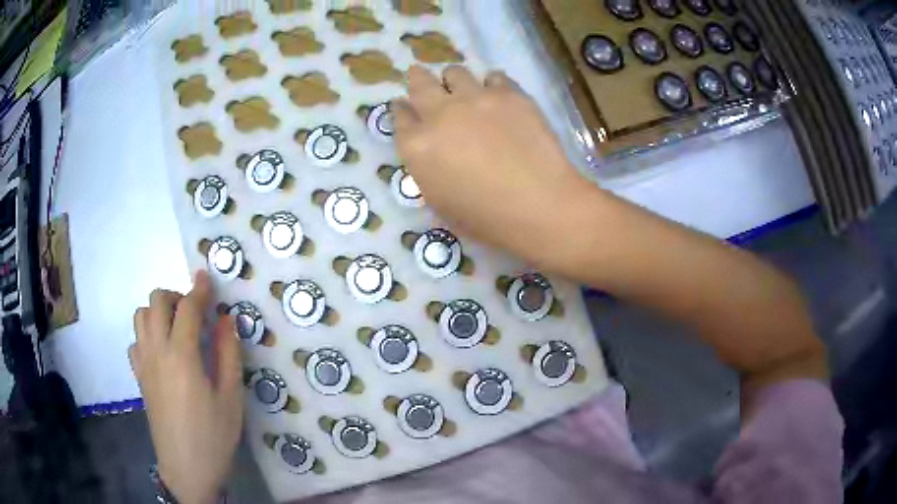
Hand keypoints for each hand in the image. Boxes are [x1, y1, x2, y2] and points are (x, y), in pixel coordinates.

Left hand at [130, 271, 242, 503]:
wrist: (186, 468)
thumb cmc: (213, 435)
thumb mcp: (231, 398)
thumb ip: (228, 354)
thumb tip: (227, 320)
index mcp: (182, 355)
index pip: (187, 308)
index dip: (199, 289)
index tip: (207, 277)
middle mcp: (157, 351)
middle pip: (156, 301)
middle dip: (176, 296)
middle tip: (195, 313)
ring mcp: (143, 363)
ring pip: (140, 316)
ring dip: (158, 312)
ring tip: (177, 329)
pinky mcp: (139, 376)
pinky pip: (135, 340)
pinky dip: (147, 334)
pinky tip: (162, 351)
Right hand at [392, 65, 594, 267]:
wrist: (538, 205)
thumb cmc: (485, 217)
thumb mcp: (439, 202)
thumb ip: (426, 168)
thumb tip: (430, 149)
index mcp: (417, 146)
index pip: (400, 117)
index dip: (401, 109)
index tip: (403, 105)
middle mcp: (441, 114)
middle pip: (420, 84)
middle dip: (416, 78)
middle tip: (418, 76)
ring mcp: (476, 99)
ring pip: (455, 72)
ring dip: (453, 79)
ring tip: (462, 87)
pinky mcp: (509, 94)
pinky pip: (494, 77)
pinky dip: (491, 84)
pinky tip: (497, 95)